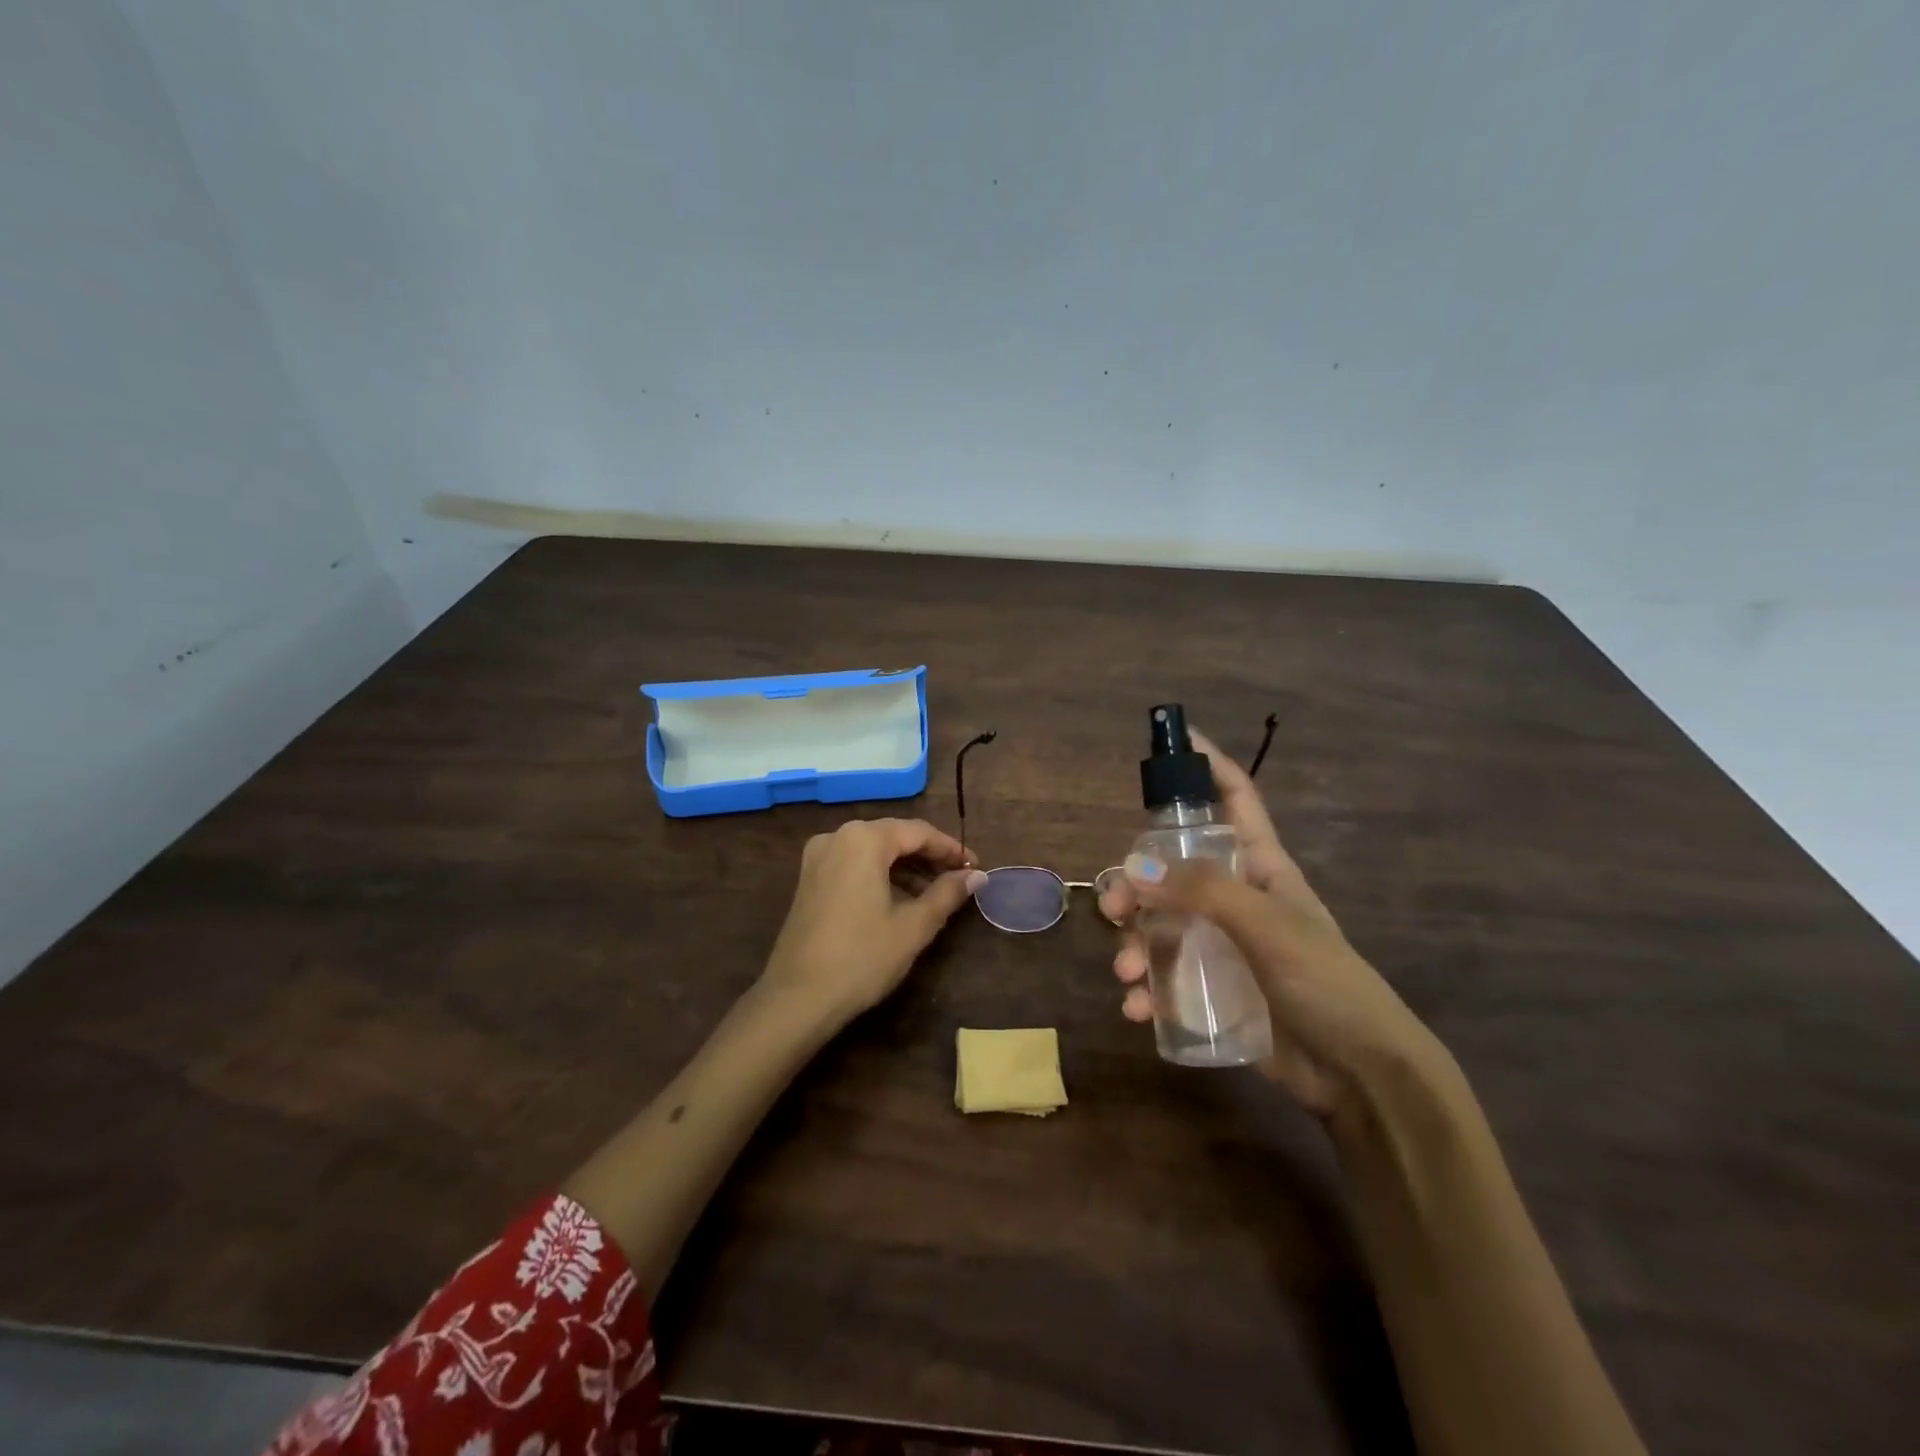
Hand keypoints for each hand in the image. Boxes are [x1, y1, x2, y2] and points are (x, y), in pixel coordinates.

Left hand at [762, 817, 984, 1023]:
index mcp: (863, 839)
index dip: (951, 849)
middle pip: (894, 837)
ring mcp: (818, 857)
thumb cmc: (862, 957)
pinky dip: (881, 876)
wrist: (797, 998)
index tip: (976, 868)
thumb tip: (977, 876)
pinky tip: (902, 900)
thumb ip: (947, 893)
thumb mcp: (914, 926)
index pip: (918, 832)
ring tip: (936, 894)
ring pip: (874, 852)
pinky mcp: (810, 879)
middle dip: (929, 857)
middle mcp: (837, 837)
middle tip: (960, 880)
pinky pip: (854, 865)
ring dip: (906, 868)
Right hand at [1098, 729, 1439, 1117]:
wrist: (1362, 1077)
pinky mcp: (1213, 990)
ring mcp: (1222, 945)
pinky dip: (1145, 990)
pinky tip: (1138, 1009)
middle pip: (1174, 868)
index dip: (1208, 766)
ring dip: (1133, 945)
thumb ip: (1204, 892)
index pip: (1235, 799)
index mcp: (1262, 867)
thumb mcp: (1269, 927)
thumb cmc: (1327, 984)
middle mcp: (1236, 898)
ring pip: (1160, 925)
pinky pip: (1165, 978)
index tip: (1175, 739)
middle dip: (1136, 883)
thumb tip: (1134, 868)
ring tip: (1126, 973)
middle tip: (1113, 908)